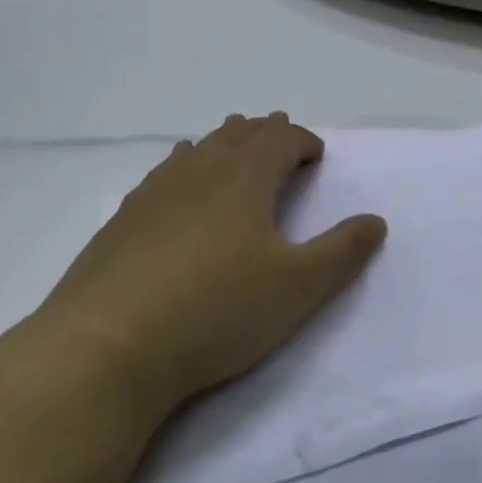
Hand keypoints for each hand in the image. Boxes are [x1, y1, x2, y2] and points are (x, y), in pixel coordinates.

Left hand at [37, 113, 385, 410]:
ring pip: (199, 148)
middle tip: (281, 140)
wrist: (105, 349)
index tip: (316, 155)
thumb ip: (343, 252)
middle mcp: (199, 170)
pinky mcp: (123, 220)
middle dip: (266, 133)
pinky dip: (185, 166)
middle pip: (239, 134)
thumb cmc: (215, 310)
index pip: (280, 138)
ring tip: (235, 145)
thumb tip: (376, 222)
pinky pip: (165, 173)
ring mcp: (155, 192)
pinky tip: (178, 185)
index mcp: (244, 176)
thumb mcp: (297, 287)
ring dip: (225, 143)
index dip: (303, 140)